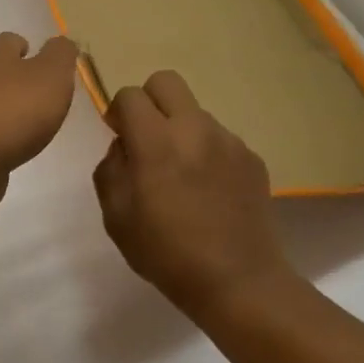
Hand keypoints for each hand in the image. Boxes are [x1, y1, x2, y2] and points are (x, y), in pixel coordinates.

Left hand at [0, 33, 79, 214]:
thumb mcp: (52, 76)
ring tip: (29, 124)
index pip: (12, 40)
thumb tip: (60, 43)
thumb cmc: (15, 111)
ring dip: (6, 106)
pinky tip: (10, 144)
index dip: (33, 52)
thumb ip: (60, 54)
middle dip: (18, 80)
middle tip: (43, 98)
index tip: (49, 72)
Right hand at [92, 70, 301, 328]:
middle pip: (167, 81)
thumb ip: (110, 169)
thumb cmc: (165, 253)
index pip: (130, 95)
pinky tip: (206, 190)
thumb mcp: (116, 216)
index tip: (118, 136)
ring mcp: (229, 141)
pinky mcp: (252, 158)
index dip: (117, 111)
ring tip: (180, 174)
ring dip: (179, 129)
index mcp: (156, 142)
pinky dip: (205, 151)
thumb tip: (124, 147)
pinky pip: (219, 138)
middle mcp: (195, 129)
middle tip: (145, 138)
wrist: (237, 281)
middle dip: (149, 101)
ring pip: (195, 112)